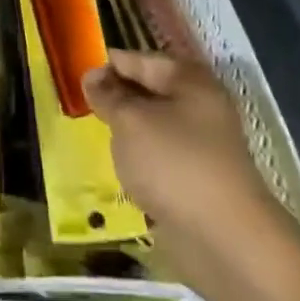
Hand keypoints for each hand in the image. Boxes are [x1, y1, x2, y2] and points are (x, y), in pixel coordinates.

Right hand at [84, 49, 294, 272]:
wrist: (225, 241)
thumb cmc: (174, 164)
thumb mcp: (130, 121)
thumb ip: (108, 95)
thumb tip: (92, 76)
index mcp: (189, 79)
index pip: (138, 59)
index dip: (106, 65)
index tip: (74, 77)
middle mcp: (199, 105)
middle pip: (148, 91)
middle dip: (115, 98)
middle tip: (80, 106)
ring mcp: (201, 144)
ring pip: (153, 126)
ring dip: (126, 131)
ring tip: (94, 134)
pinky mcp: (197, 179)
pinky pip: (160, 157)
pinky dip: (140, 159)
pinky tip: (119, 167)